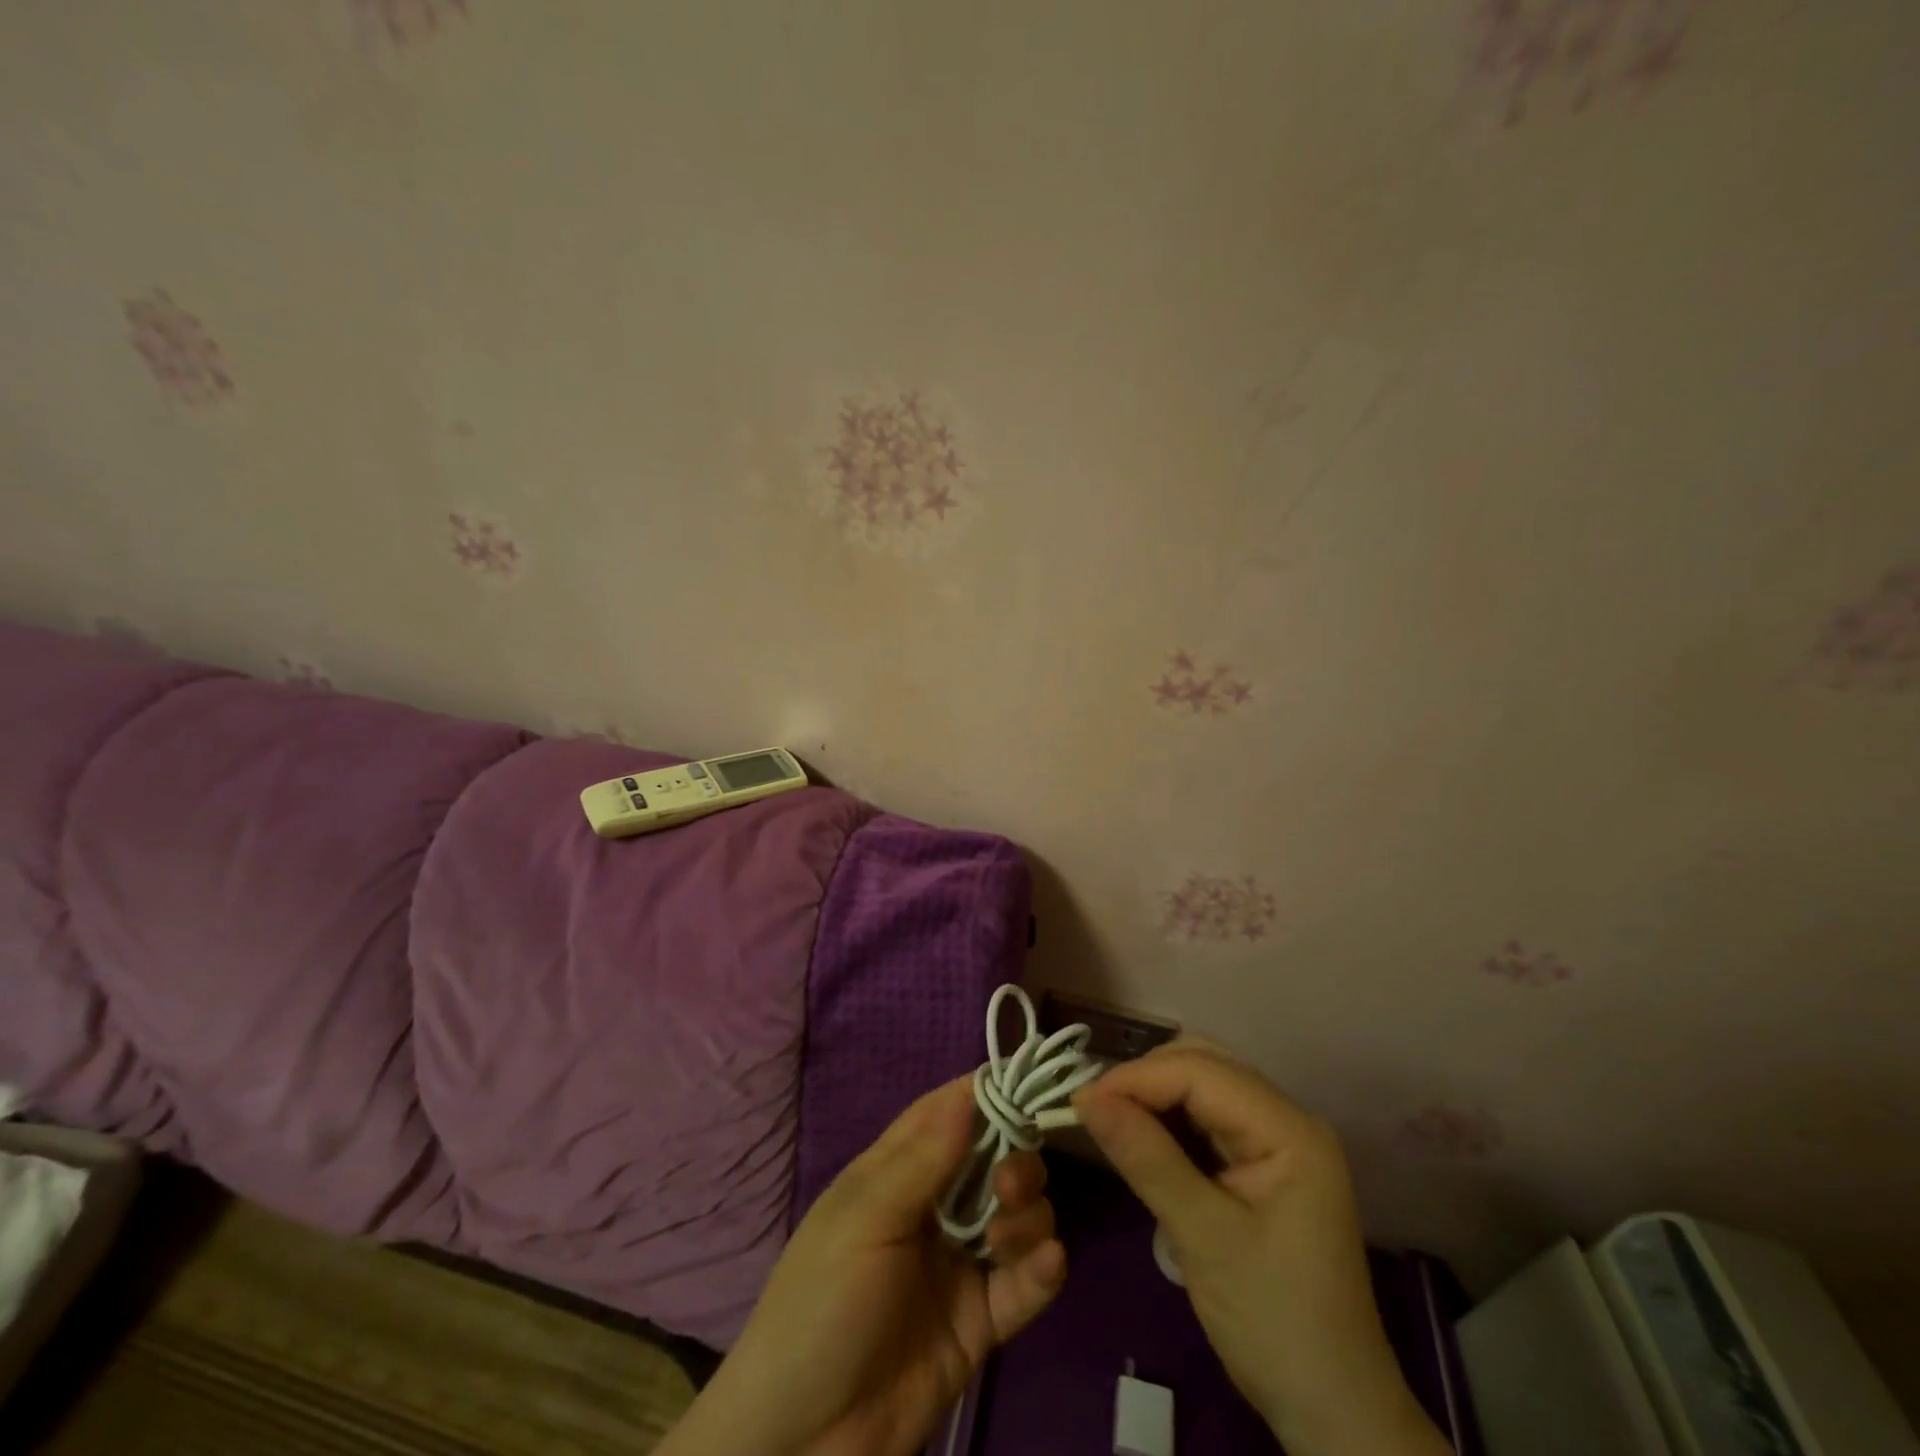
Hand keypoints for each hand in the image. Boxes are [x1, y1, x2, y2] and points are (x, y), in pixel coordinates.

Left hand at [659, 1076, 1066, 1455]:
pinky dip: (1043, 1267)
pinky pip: (1026, 1282)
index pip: (949, 1111)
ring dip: (1029, 1213)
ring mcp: (960, 1263)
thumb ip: (922, 1159)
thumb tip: (969, 1090)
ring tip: (1008, 1238)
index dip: (989, 1092)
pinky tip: (1045, 1264)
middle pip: (995, 1158)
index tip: (1032, 1081)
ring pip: (1019, 1213)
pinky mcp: (982, 1321)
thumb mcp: (864, 1222)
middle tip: (1010, 1186)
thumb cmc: (820, 1306)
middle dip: (1016, 1159)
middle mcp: (935, 1206)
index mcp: (898, 1171)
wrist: (801, 1445)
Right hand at [1075, 1045, 1449, 1455]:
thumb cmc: (1274, 1325)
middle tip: (1096, 1112)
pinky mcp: (1264, 1162)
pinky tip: (1143, 1142)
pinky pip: (1207, 1118)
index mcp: (1289, 1130)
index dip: (1136, 1078)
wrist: (1334, 1411)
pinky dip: (1170, 1122)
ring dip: (1155, 1097)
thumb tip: (1085, 1097)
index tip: (1081, 1102)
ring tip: (1111, 1123)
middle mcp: (1287, 1119)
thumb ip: (1146, 1159)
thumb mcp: (1204, 1240)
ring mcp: (1278, 1140)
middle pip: (1203, 1065)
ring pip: (1203, 1085)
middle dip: (1145, 1080)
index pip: (1199, 1072)